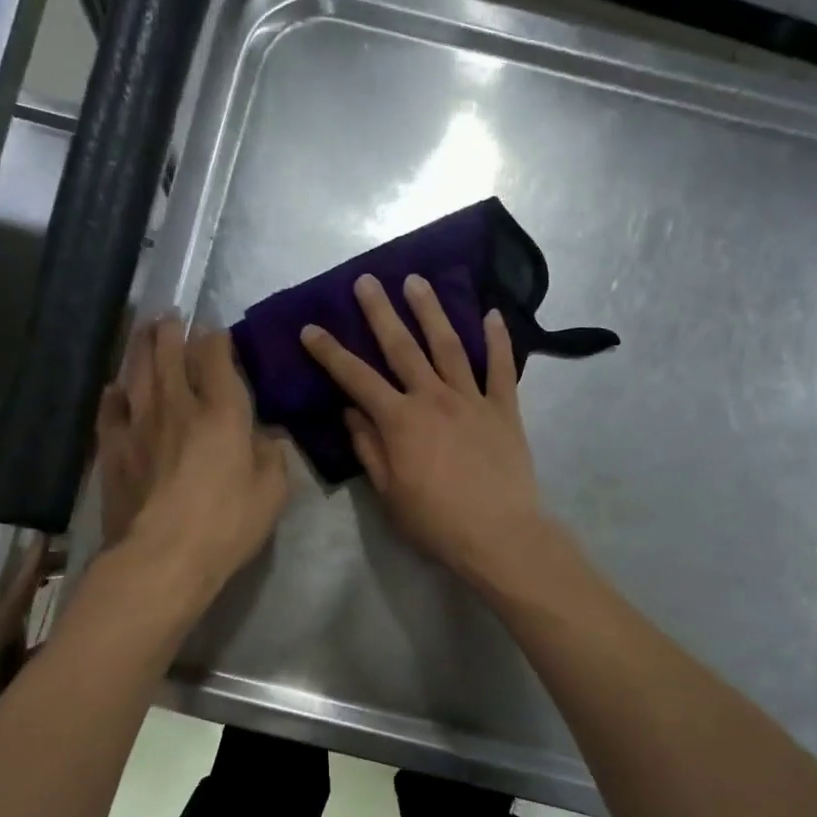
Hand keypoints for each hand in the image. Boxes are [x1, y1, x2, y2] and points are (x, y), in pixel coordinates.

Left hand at [96, 318, 289, 601]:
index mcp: (221, 411)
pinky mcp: (112, 448)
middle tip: (172, 317)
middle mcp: (177, 405)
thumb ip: (272, 456)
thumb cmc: (226, 525)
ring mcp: (138, 424)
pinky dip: (114, 393)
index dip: (217, 338)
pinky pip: (110, 409)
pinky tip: (116, 388)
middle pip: (168, 352)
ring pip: (136, 371)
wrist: (161, 558)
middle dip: (172, 330)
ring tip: (144, 331)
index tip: (218, 332)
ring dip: (141, 346)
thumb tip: (266, 436)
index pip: (215, 356)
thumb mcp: (272, 493)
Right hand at [300, 273, 560, 591]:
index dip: (331, 353)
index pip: (356, 378)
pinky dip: (497, 340)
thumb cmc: (435, 521)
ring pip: (449, 346)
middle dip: (381, 312)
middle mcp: (433, 398)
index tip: (311, 328)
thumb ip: (369, 449)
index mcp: (400, 421)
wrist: (498, 535)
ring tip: (418, 281)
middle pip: (402, 347)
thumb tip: (352, 413)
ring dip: (431, 311)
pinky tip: (493, 314)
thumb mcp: (388, 493)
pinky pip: (501, 368)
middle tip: (367, 281)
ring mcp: (472, 400)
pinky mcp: (504, 409)